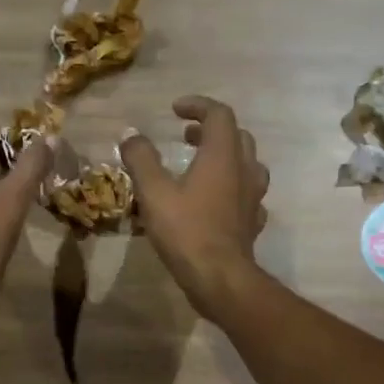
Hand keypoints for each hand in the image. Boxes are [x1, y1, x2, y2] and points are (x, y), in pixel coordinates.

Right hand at [119, 95, 269, 316]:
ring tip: (203, 165)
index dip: (198, 105)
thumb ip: (141, 158)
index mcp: (222, 156)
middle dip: (210, 130)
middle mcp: (244, 170)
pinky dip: (232, 188)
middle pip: (237, 136)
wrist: (219, 277)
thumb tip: (130, 134)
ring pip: (248, 164)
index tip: (175, 110)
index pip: (219, 115)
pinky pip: (248, 194)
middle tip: (186, 137)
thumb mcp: (153, 192)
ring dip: (226, 157)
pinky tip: (218, 200)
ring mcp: (253, 197)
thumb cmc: (186, 230)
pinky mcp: (253, 221)